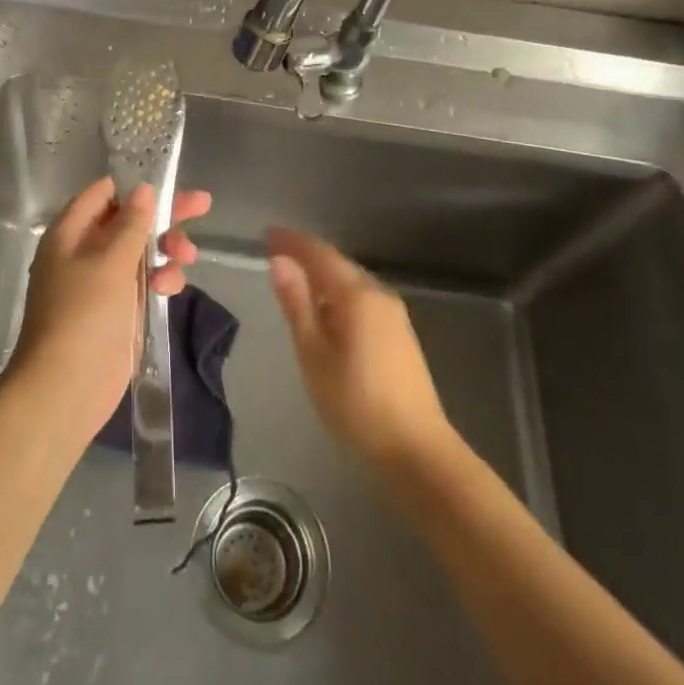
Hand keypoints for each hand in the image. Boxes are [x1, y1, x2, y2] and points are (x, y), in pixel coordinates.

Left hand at [6, 176, 209, 442]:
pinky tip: (170, 287)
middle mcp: (84, 252)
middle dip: (164, 216)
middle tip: (202, 205)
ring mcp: (102, 283)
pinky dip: (160, 279)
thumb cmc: (84, 314)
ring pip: (141, 252)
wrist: (67, 388)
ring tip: (186, 258)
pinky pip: (143, 282)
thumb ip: (131, 223)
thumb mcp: (110, 261)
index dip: (134, 187)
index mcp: (70, 233)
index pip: (103, 194)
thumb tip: (144, 190)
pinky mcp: (118, 310)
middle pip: (128, 221)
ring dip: (166, 250)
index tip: (168, 184)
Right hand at [267, 227, 451, 468]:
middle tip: (276, 254)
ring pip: (351, 283)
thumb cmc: (354, 401)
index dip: (293, 242)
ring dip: (323, 277)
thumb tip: (280, 261)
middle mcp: (378, 294)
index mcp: (356, 294)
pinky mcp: (400, 335)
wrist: (415, 449)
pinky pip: (362, 300)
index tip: (268, 234)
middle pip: (338, 265)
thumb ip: (297, 304)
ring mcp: (393, 315)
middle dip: (307, 256)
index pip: (319, 254)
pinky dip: (338, 295)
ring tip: (295, 281)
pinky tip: (326, 312)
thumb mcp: (313, 353)